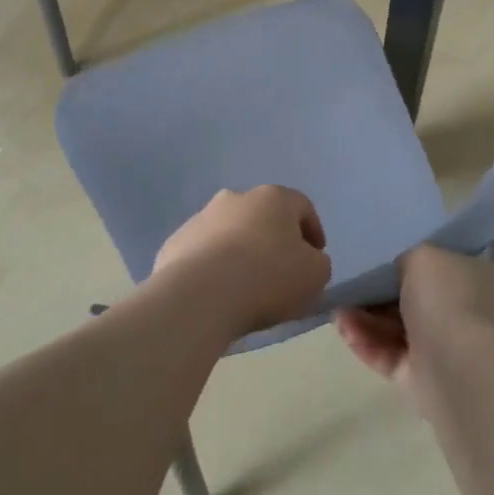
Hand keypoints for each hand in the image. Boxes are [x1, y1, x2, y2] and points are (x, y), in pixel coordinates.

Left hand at [152, 186, 330, 336]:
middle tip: (279, 272)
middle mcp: (236, 198)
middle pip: (263, 216)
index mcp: (274, 198)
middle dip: (273, 239)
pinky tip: (215, 294)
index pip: (302, 207)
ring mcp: (201, 218)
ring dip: (239, 251)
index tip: (315, 258)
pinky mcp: (175, 242)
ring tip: (244, 287)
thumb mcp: (315, 274)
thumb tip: (307, 260)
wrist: (200, 296)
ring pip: (229, 232)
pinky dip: (212, 268)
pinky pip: (202, 253)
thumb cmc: (267, 278)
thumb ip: (318, 262)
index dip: (313, 232)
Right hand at [334, 246, 493, 412]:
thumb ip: (408, 258)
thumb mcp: (425, 256)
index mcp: (479, 277)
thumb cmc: (449, 299)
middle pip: (416, 298)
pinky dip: (367, 342)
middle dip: (380, 293)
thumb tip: (400, 271)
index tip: (380, 258)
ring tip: (337, 308)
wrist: (462, 370)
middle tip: (350, 283)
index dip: (411, 261)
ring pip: (399, 329)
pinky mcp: (425, 379)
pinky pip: (391, 355)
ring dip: (366, 318)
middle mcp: (467, 312)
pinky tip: (342, 327)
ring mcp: (447, 348)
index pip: (443, 264)